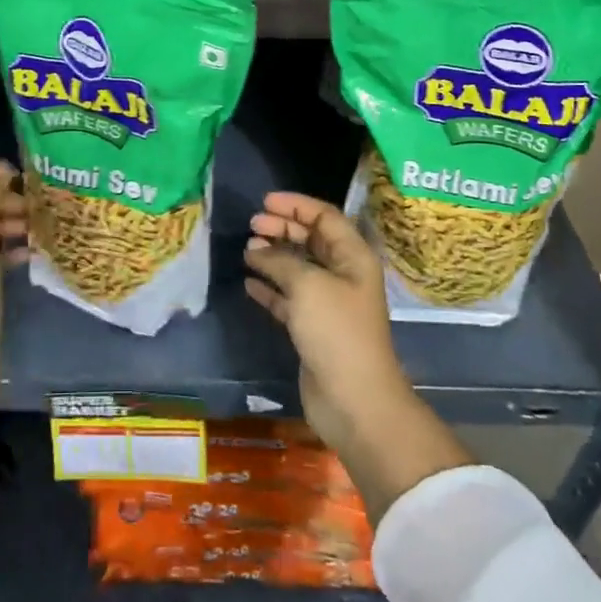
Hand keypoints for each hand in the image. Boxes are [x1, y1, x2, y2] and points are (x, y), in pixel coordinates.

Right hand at [244, 192, 407, 449]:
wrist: (353, 399)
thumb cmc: (336, 331)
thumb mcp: (307, 285)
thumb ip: (280, 260)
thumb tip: (256, 249)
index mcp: (353, 257)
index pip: (325, 217)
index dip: (296, 205)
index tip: (265, 202)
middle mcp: (343, 275)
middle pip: (311, 240)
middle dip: (282, 229)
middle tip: (252, 225)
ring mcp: (328, 303)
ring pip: (297, 269)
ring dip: (273, 257)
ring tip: (247, 251)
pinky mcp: (312, 329)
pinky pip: (288, 298)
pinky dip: (269, 288)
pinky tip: (249, 282)